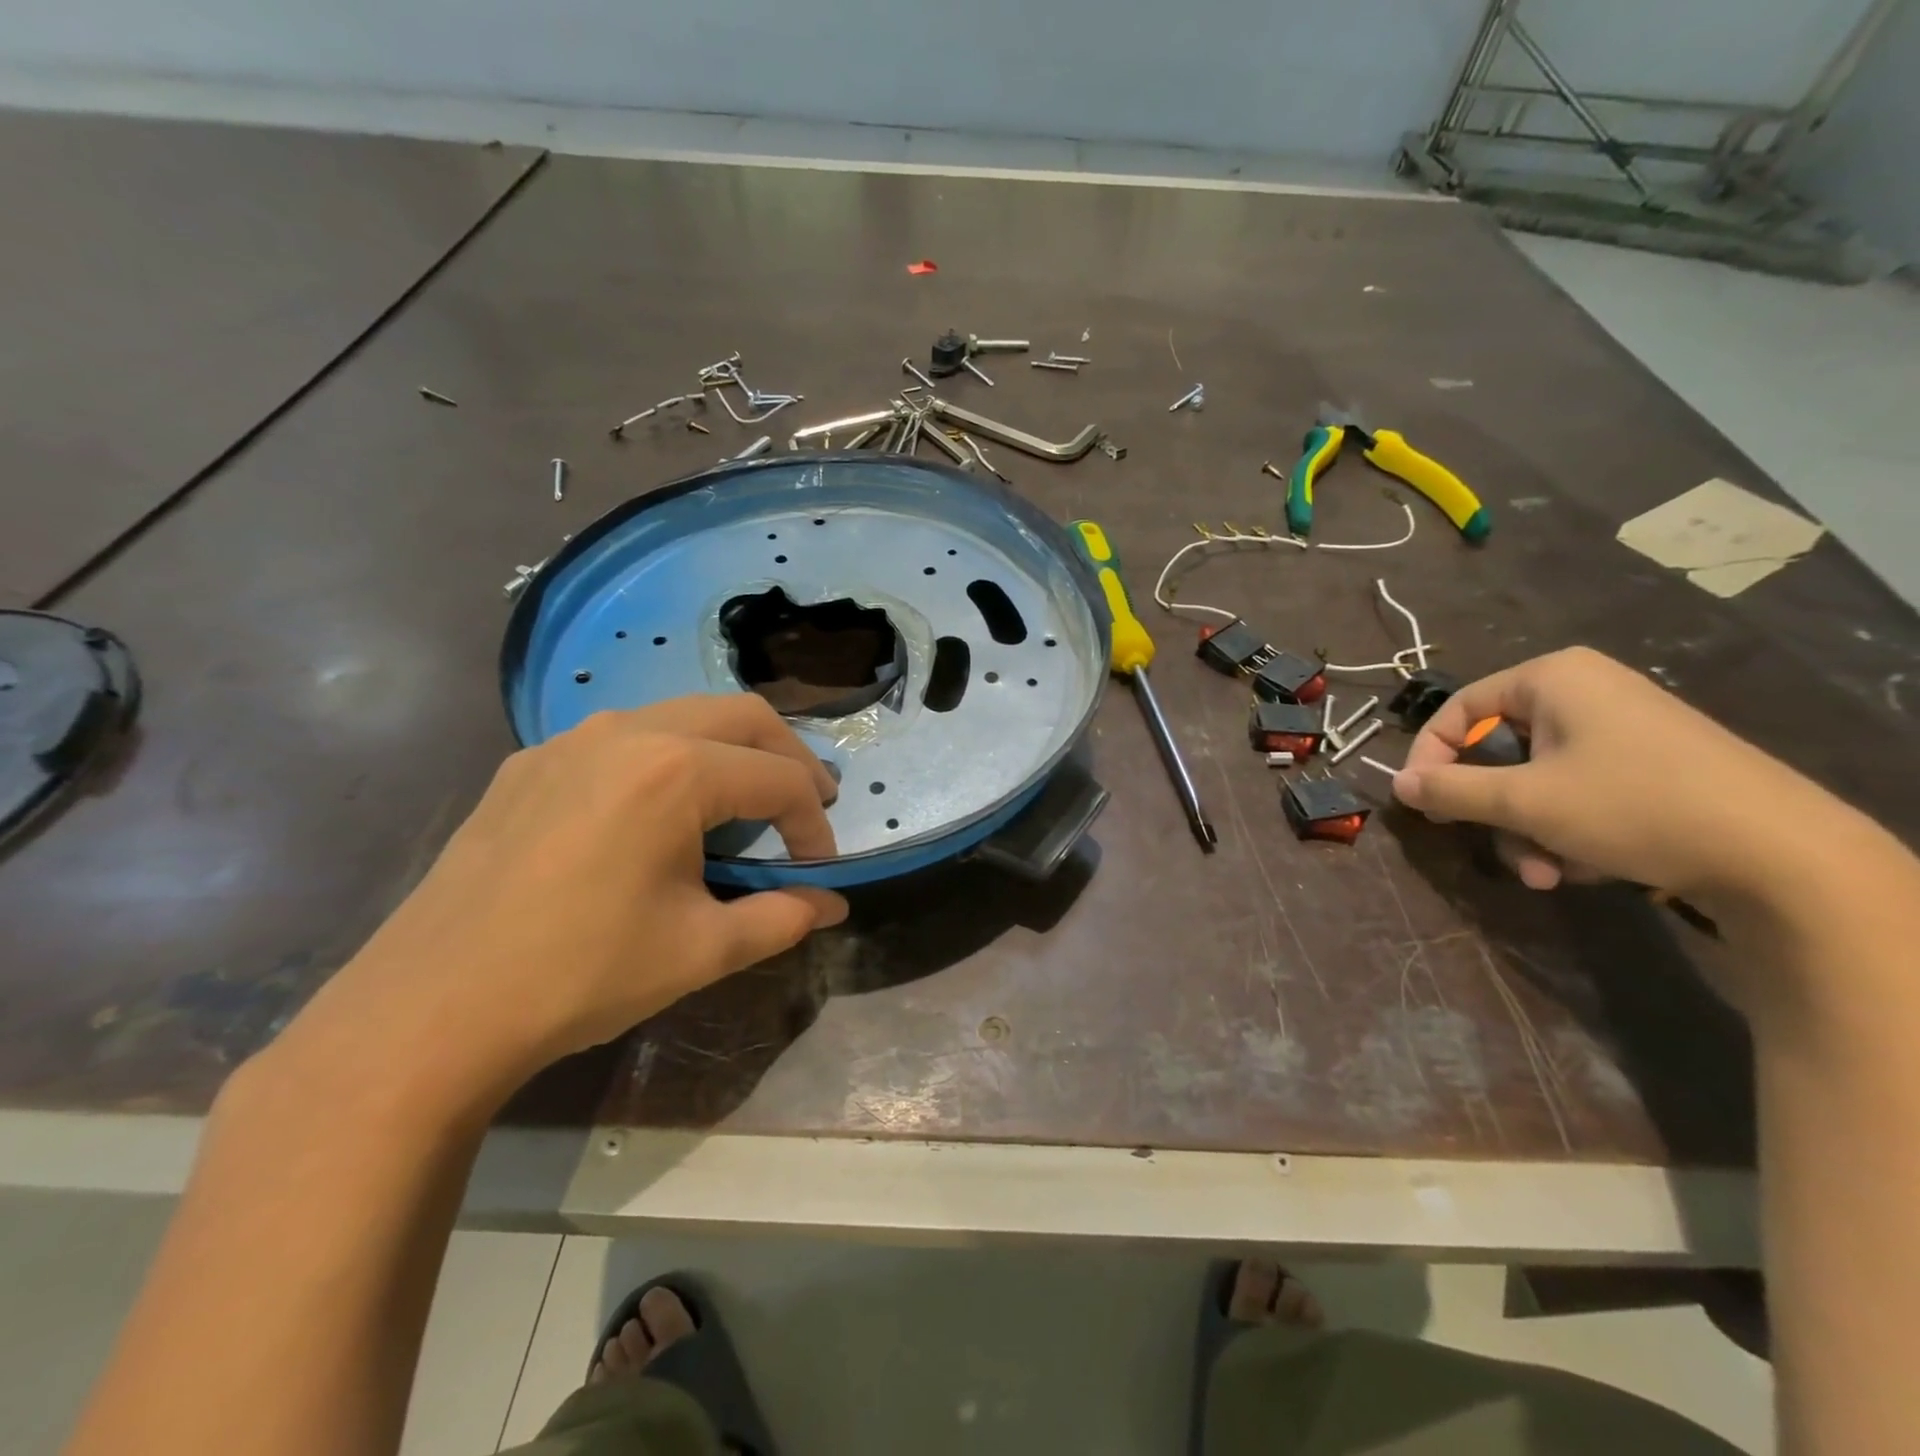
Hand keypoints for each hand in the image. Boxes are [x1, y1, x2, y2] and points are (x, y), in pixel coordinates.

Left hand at [283, 695, 846, 1106]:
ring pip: (682, 715)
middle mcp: (628, 732)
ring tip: (741, 804)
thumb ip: (782, 918)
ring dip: (729, 751)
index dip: (814, 824)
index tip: (819, 868)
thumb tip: (833, 907)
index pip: (779, 780)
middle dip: (788, 758)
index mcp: (677, 771)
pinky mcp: (530, 762)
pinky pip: (623, 738)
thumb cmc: (583, 975)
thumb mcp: (702, 951)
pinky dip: (669, 759)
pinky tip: (657, 813)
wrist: (430, 1010)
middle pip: (742, 716)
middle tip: (808, 804)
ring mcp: (570, 740)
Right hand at [1392, 647, 1834, 903]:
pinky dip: (1568, 828)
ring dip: (1528, 830)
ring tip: (1547, 874)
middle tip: (1492, 845)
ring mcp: (1622, 726)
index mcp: (1552, 678)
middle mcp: (1585, 691)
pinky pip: (1578, 788)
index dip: (1431, 756)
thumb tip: (1397, 784)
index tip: (1422, 802)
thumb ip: (1450, 789)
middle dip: (1494, 809)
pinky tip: (1585, 866)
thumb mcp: (1524, 802)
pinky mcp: (1651, 763)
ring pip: (1537, 778)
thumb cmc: (1632, 805)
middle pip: (1499, 749)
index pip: (1458, 709)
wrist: (1783, 856)